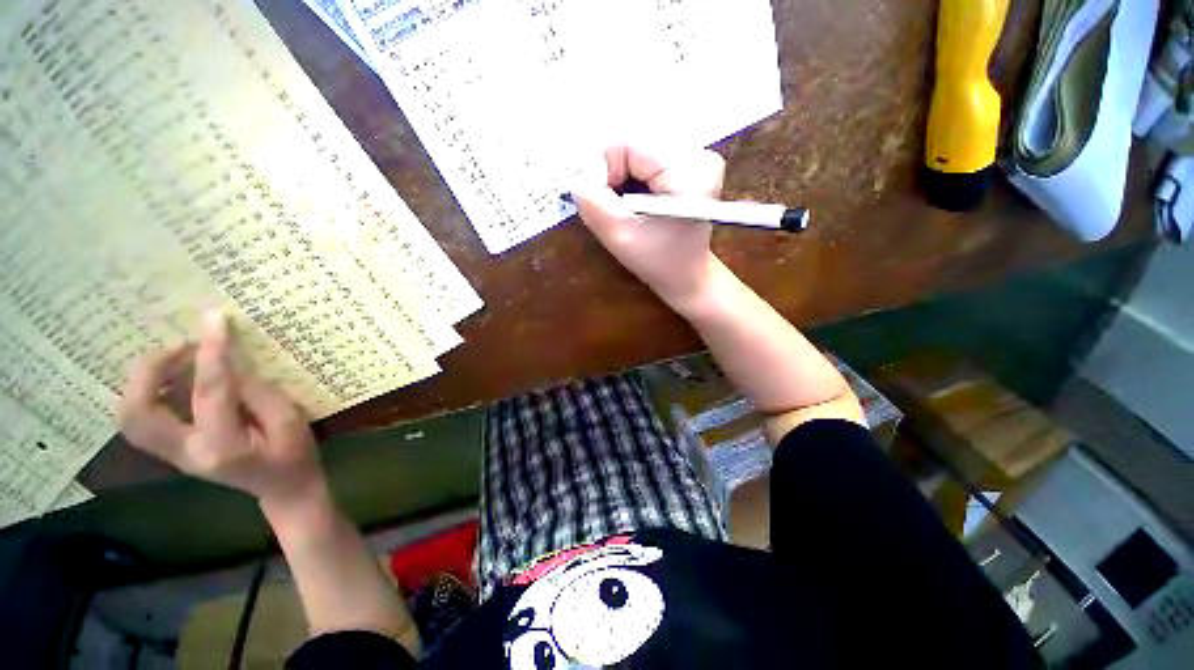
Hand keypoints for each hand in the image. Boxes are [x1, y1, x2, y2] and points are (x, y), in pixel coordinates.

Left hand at [117, 311, 324, 507]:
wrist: (283, 487)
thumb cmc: (295, 454)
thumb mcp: (289, 420)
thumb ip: (256, 391)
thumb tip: (227, 364)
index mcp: (223, 446)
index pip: (209, 392)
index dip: (211, 353)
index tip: (215, 320)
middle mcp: (186, 452)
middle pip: (139, 411)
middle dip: (151, 369)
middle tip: (181, 346)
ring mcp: (174, 454)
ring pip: (131, 416)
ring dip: (144, 380)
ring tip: (175, 359)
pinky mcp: (172, 449)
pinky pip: (143, 418)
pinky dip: (149, 391)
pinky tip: (175, 378)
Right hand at [572, 144, 725, 308]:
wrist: (688, 276)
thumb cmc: (659, 262)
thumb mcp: (620, 236)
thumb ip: (594, 204)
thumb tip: (576, 178)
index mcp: (687, 169)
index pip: (627, 143)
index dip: (606, 171)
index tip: (609, 204)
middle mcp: (698, 154)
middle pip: (634, 144)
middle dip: (616, 175)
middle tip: (620, 207)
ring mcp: (697, 157)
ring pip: (639, 150)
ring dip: (625, 177)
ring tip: (632, 207)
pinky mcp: (692, 164)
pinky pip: (649, 157)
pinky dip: (636, 177)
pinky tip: (642, 201)